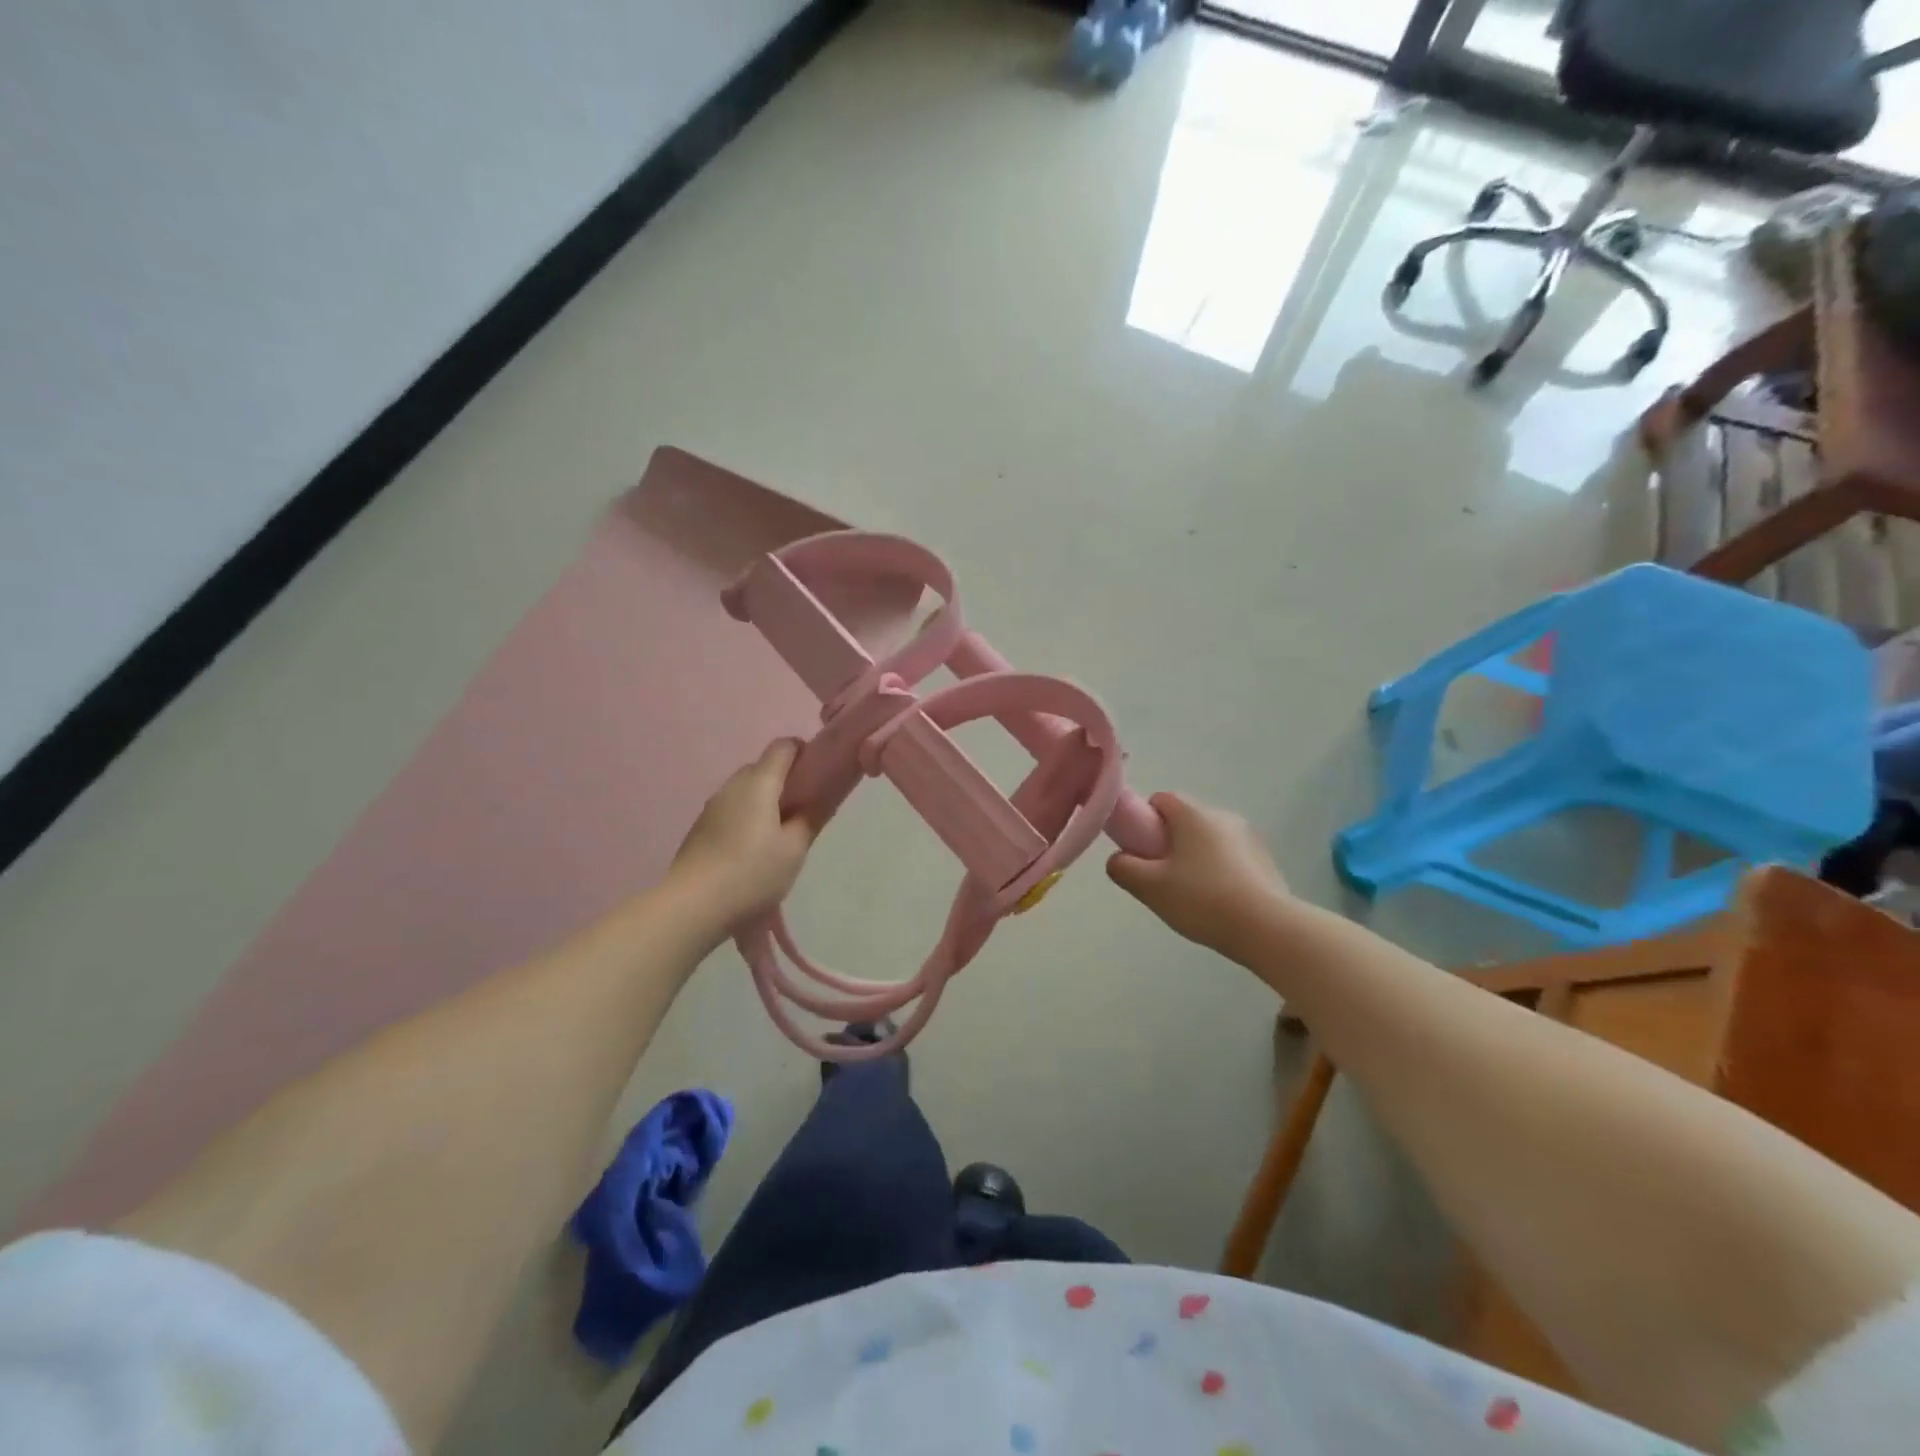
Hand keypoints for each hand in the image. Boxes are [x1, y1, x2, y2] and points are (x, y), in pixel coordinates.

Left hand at [670, 740, 817, 930]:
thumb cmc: (752, 873)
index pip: (783, 746)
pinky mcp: (700, 828)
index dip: (804, 753)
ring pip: (745, 791)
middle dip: (785, 782)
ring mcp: (712, 807)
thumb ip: (810, 818)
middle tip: (802, 813)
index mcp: (759, 783)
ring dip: (764, 803)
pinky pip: (731, 810)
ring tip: (778, 837)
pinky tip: (751, 852)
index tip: (818, 777)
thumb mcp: (794, 849)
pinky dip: (746, 819)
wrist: (691, 906)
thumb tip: (819, 799)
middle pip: (762, 768)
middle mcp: (732, 786)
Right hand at [1106, 793, 1290, 959]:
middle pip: (1184, 821)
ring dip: (1195, 859)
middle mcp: (1222, 816)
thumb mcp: (1149, 887)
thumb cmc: (1202, 900)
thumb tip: (1119, 859)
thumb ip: (1122, 868)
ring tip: (1192, 897)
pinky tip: (1219, 904)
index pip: (1160, 799)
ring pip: (1208, 841)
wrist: (1268, 928)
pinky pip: (1230, 858)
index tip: (1142, 850)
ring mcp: (1249, 838)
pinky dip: (1219, 873)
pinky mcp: (1266, 861)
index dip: (1144, 821)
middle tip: (1162, 879)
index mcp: (1193, 815)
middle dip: (1169, 844)